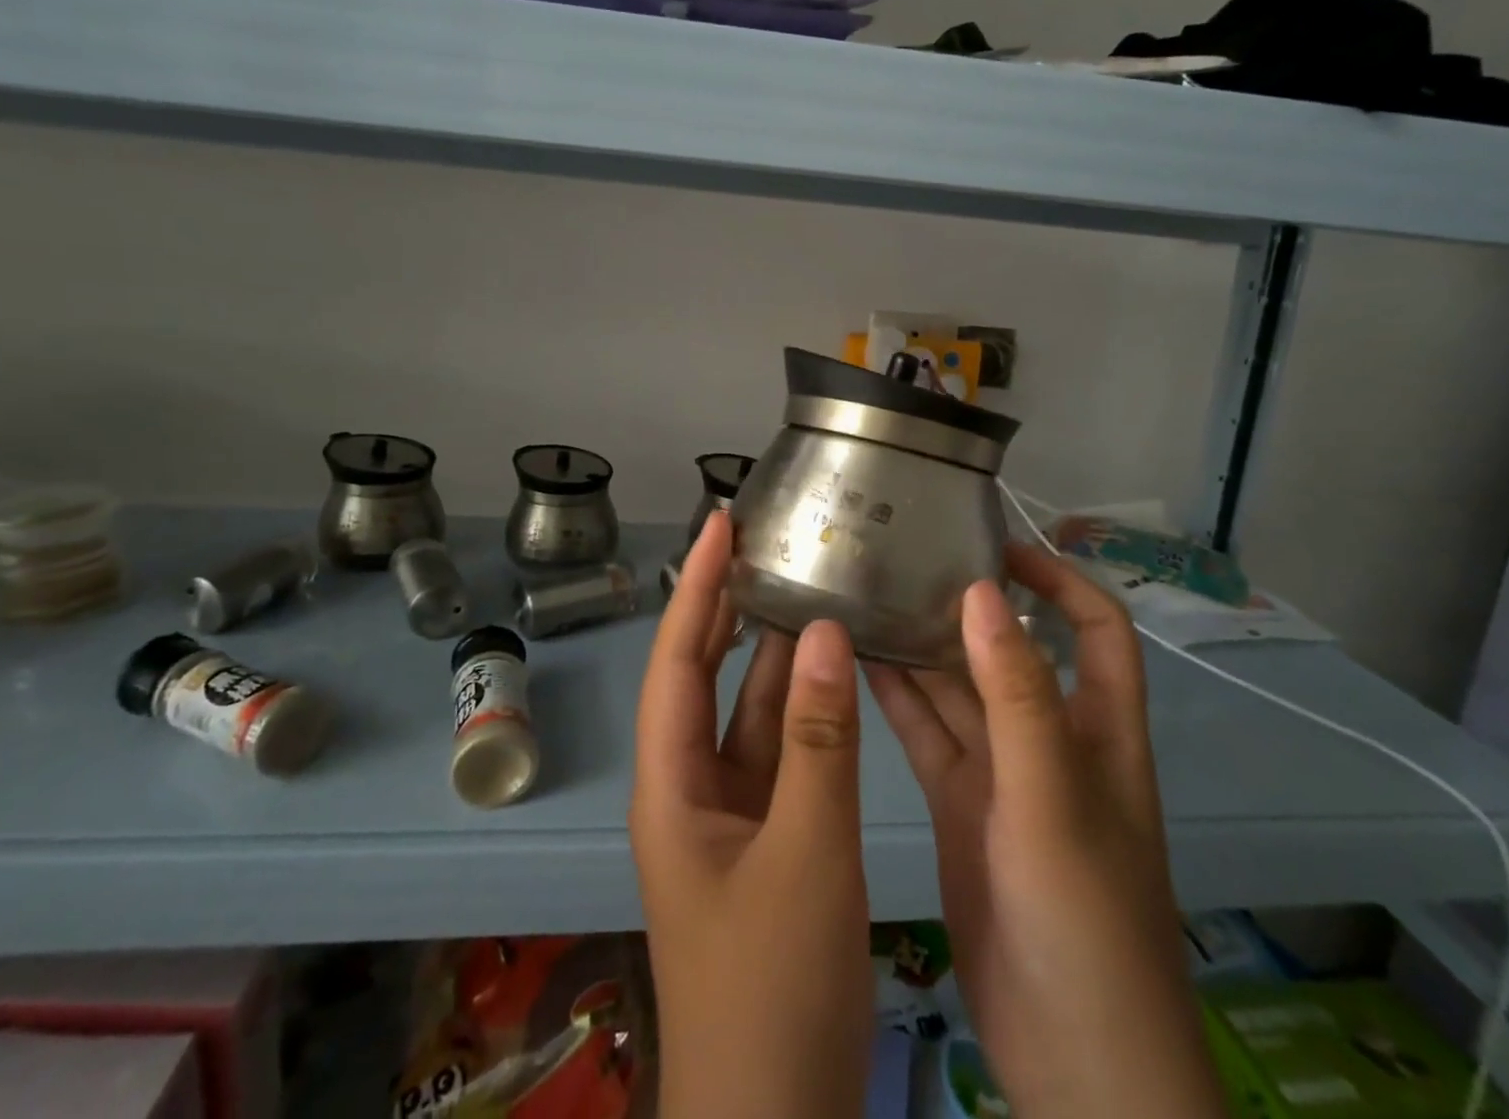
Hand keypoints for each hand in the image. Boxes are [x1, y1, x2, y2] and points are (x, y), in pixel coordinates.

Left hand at [631, 511, 873, 1118]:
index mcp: (673, 782)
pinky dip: (807, 707)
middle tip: (765, 542)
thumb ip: (818, 741)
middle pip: (708, 675)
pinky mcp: (771, 836)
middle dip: (729, 606)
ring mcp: (733, 811)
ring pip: (751, 710)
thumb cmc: (772, 986)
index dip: (697, 586)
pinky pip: (784, 750)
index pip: (678, 657)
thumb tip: (823, 631)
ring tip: (806, 585)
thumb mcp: (805, 853)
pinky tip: (835, 672)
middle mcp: (693, 784)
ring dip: (775, 653)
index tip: (720, 523)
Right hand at [866, 544, 1227, 1118]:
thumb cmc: (1086, 917)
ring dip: (921, 648)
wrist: (1075, 1063)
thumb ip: (1017, 693)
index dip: (1058, 579)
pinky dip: (898, 698)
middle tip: (905, 560)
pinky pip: (927, 734)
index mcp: (1096, 726)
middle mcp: (1048, 738)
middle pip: (1009, 651)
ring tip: (866, 596)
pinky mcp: (960, 805)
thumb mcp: (1053, 795)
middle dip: (967, 606)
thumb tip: (983, 591)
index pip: (1095, 626)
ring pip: (957, 690)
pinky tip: (856, 663)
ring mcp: (1000, 773)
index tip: (997, 547)